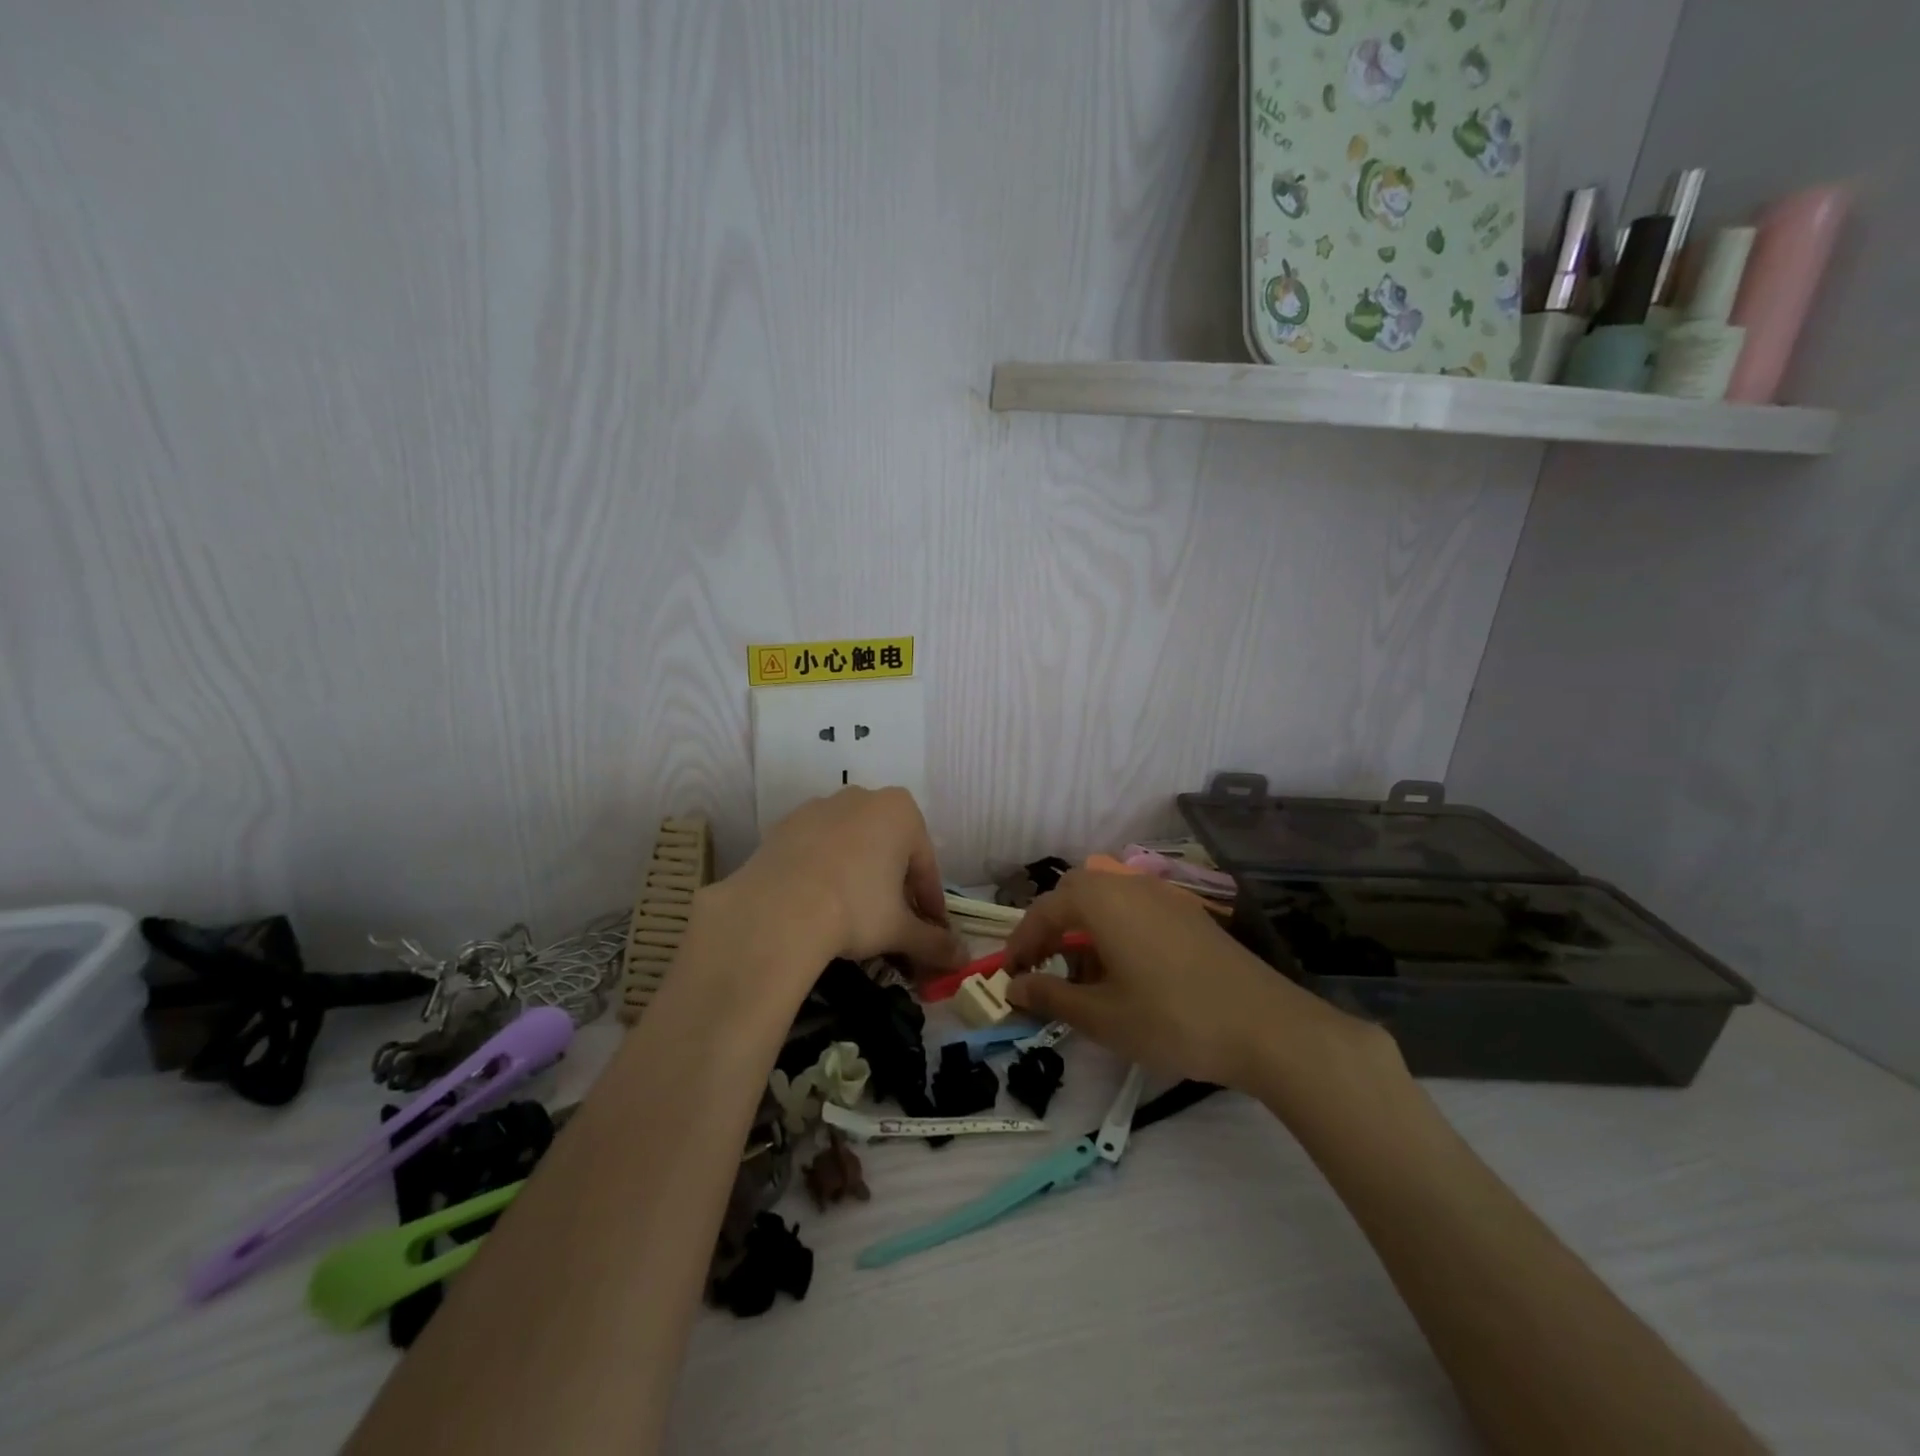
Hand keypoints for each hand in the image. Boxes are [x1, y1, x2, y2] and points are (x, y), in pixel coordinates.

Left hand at [720, 787, 964, 970]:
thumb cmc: (856, 908)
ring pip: (851, 846)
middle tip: (893, 925)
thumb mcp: (900, 929)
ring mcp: (818, 807)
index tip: (930, 933)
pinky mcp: (784, 825)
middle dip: (894, 886)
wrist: (776, 910)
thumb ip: (934, 942)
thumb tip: (963, 960)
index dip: (929, 904)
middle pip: (889, 850)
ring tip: (853, 917)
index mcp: (901, 811)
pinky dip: (824, 873)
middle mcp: (862, 797)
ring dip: (859, 876)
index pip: (926, 865)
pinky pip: (816, 849)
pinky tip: (818, 905)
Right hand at [1003, 870, 1386, 1091]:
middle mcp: (1130, 885)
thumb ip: (1051, 995)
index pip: (1044, 910)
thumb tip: (1014, 986)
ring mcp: (1164, 897)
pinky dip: (1114, 933)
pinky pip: (1135, 911)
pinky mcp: (1188, 915)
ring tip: (1082, 979)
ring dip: (1083, 932)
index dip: (1020, 942)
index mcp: (1102, 900)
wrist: (1266, 1027)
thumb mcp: (1102, 1016)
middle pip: (1075, 895)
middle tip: (1041, 969)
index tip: (1008, 976)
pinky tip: (1124, 974)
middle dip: (1051, 930)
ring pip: (1106, 901)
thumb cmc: (1172, 1019)